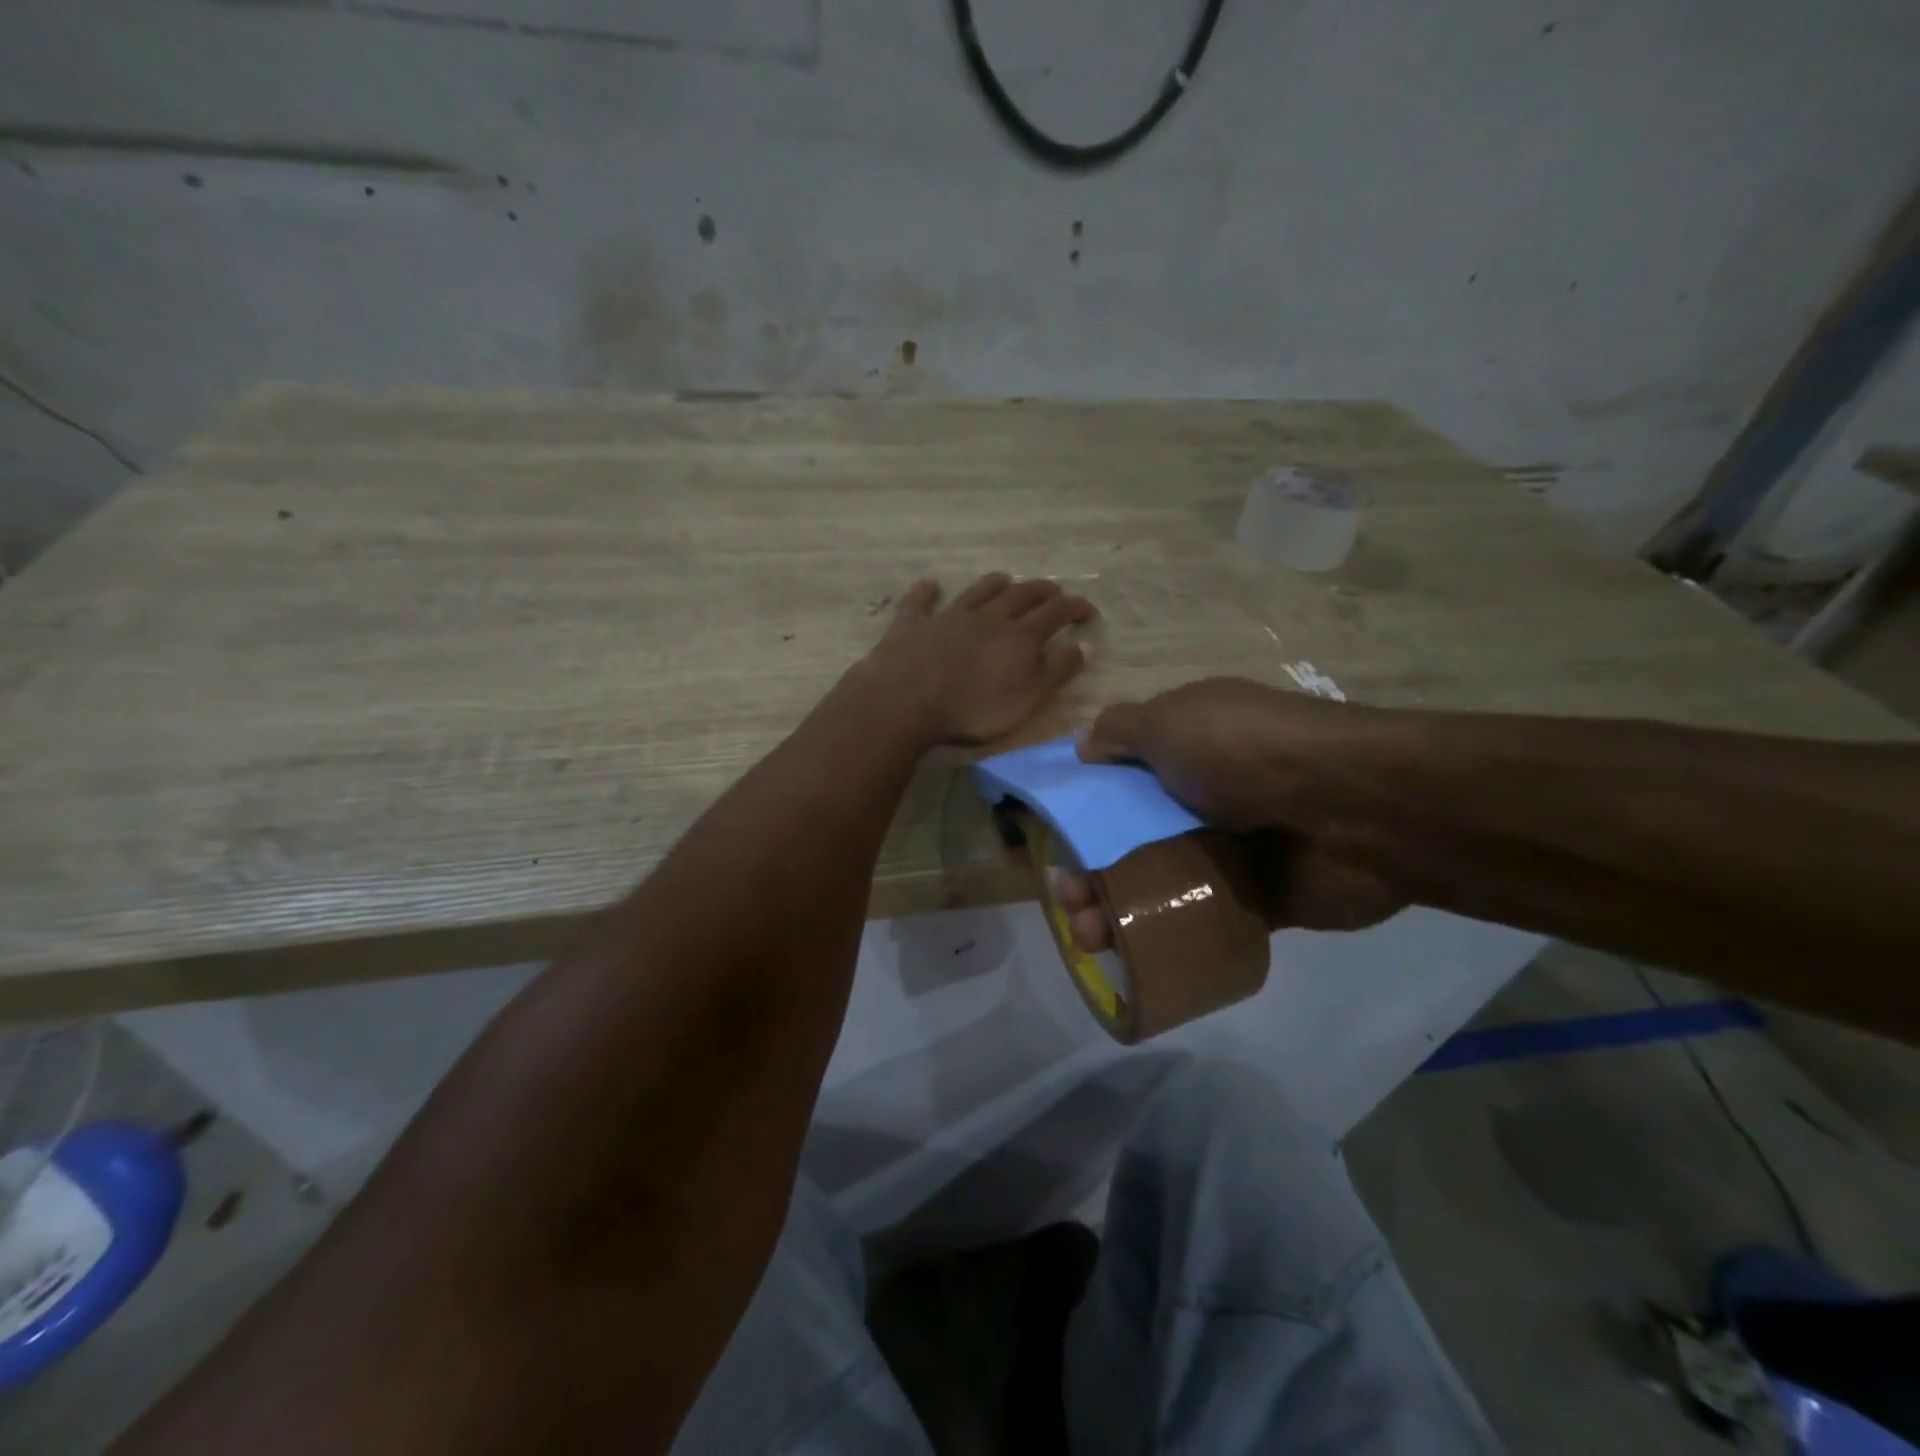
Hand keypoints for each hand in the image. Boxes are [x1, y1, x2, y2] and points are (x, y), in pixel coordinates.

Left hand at [858, 573, 1096, 745]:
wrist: (906, 701)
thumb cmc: (973, 709)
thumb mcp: (1027, 699)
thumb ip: (1056, 672)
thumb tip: (1084, 645)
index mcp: (1018, 636)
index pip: (1055, 614)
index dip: (1074, 608)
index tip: (1088, 608)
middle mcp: (986, 618)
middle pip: (1020, 596)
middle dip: (1041, 591)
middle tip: (1054, 590)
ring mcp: (947, 617)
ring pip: (976, 592)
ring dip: (993, 584)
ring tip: (1006, 577)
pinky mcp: (912, 625)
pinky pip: (920, 602)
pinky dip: (926, 591)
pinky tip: (930, 584)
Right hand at [1060, 677, 1408, 947]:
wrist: (1353, 809)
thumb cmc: (1245, 754)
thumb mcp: (1170, 721)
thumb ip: (1121, 732)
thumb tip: (1083, 745)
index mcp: (1188, 746)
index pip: (1122, 777)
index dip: (1085, 807)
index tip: (1054, 838)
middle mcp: (1207, 794)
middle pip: (1134, 836)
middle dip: (1092, 869)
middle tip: (1068, 902)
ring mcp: (1234, 848)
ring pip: (1162, 882)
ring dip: (1120, 909)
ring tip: (1089, 938)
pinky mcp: (1260, 898)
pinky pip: (1202, 917)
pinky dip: (1168, 935)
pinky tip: (1134, 956)